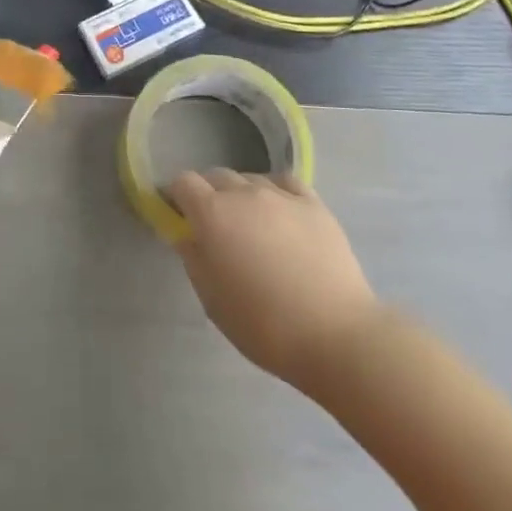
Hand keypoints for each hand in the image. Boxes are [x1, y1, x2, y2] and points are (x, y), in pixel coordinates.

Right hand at [167, 168, 378, 398]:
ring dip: (241, 195)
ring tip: (252, 226)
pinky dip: (274, 191)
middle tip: (215, 228)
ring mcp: (282, 195)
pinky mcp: (314, 204)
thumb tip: (186, 234)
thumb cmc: (263, 324)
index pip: (183, 182)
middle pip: (216, 176)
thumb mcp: (211, 298)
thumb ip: (193, 257)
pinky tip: (279, 213)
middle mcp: (244, 193)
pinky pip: (284, 183)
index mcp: (212, 214)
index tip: (180, 217)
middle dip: (208, 194)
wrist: (334, 334)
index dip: (177, 196)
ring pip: (250, 179)